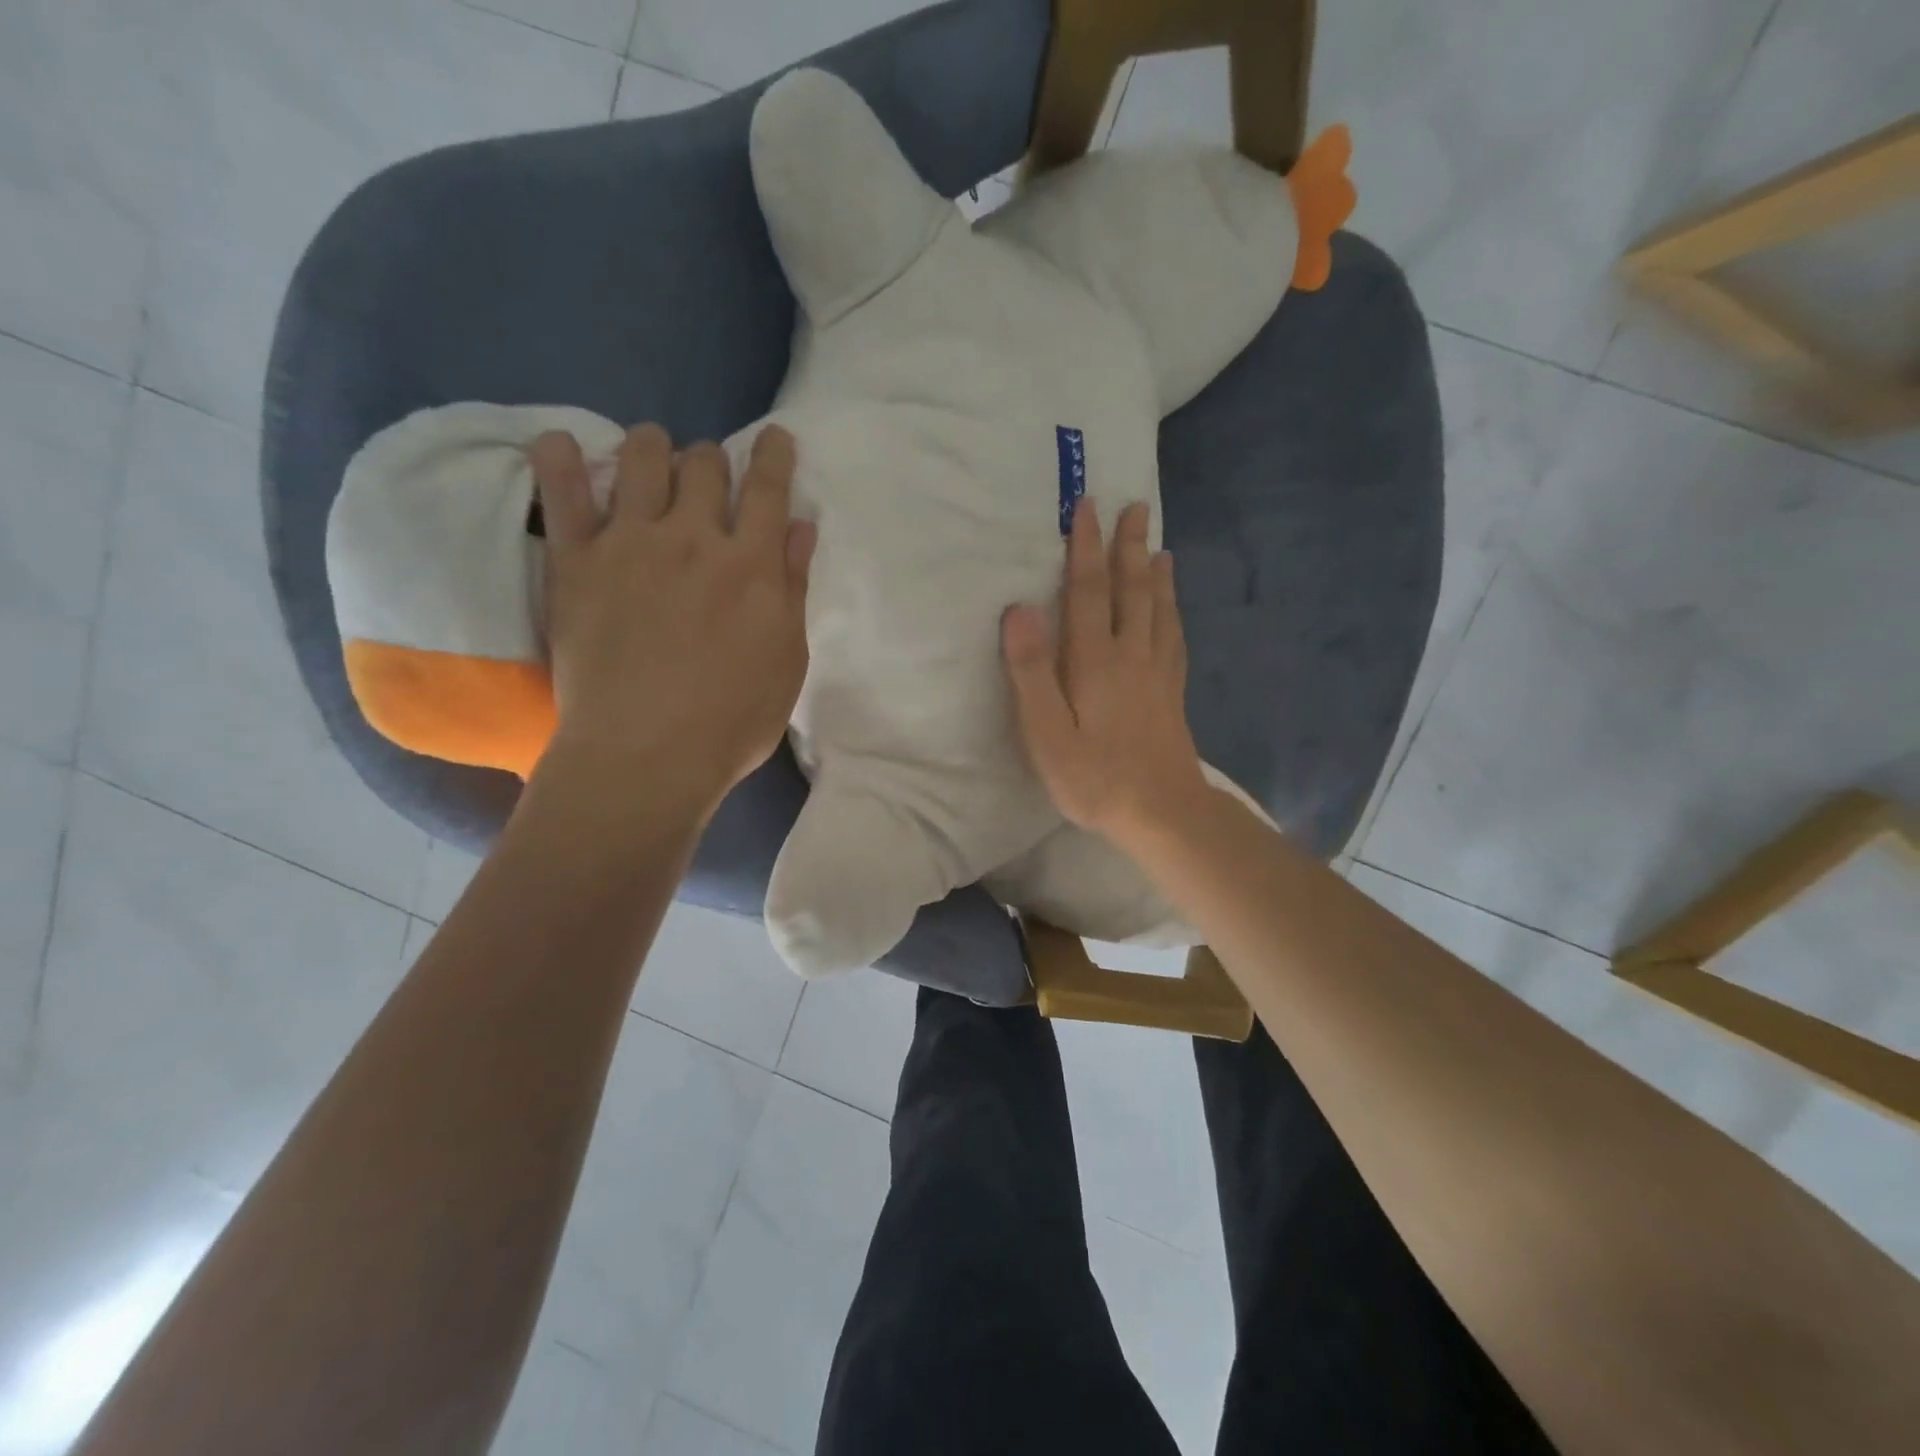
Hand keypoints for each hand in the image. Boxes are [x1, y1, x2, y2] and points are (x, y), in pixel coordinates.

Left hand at [528, 423, 814, 814]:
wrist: (647, 755)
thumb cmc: (733, 720)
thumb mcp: (788, 660)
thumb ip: (793, 588)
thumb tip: (800, 527)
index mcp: (753, 564)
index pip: (768, 486)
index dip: (773, 454)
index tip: (773, 439)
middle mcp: (695, 538)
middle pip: (704, 464)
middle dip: (712, 460)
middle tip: (708, 480)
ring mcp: (631, 544)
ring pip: (642, 458)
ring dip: (653, 447)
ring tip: (651, 458)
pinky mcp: (577, 561)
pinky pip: (562, 492)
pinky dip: (560, 458)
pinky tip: (562, 444)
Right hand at [1001, 499, 1208, 844]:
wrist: (1163, 813)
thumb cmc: (1096, 778)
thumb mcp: (1047, 732)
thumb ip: (1031, 671)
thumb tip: (1019, 609)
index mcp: (1095, 661)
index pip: (1087, 592)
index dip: (1085, 549)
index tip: (1087, 507)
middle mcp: (1131, 656)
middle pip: (1130, 591)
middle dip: (1129, 548)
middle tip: (1136, 507)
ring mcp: (1157, 675)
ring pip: (1158, 611)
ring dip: (1155, 575)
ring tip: (1159, 548)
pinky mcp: (1172, 695)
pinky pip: (1173, 640)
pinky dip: (1172, 614)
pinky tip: (1172, 612)